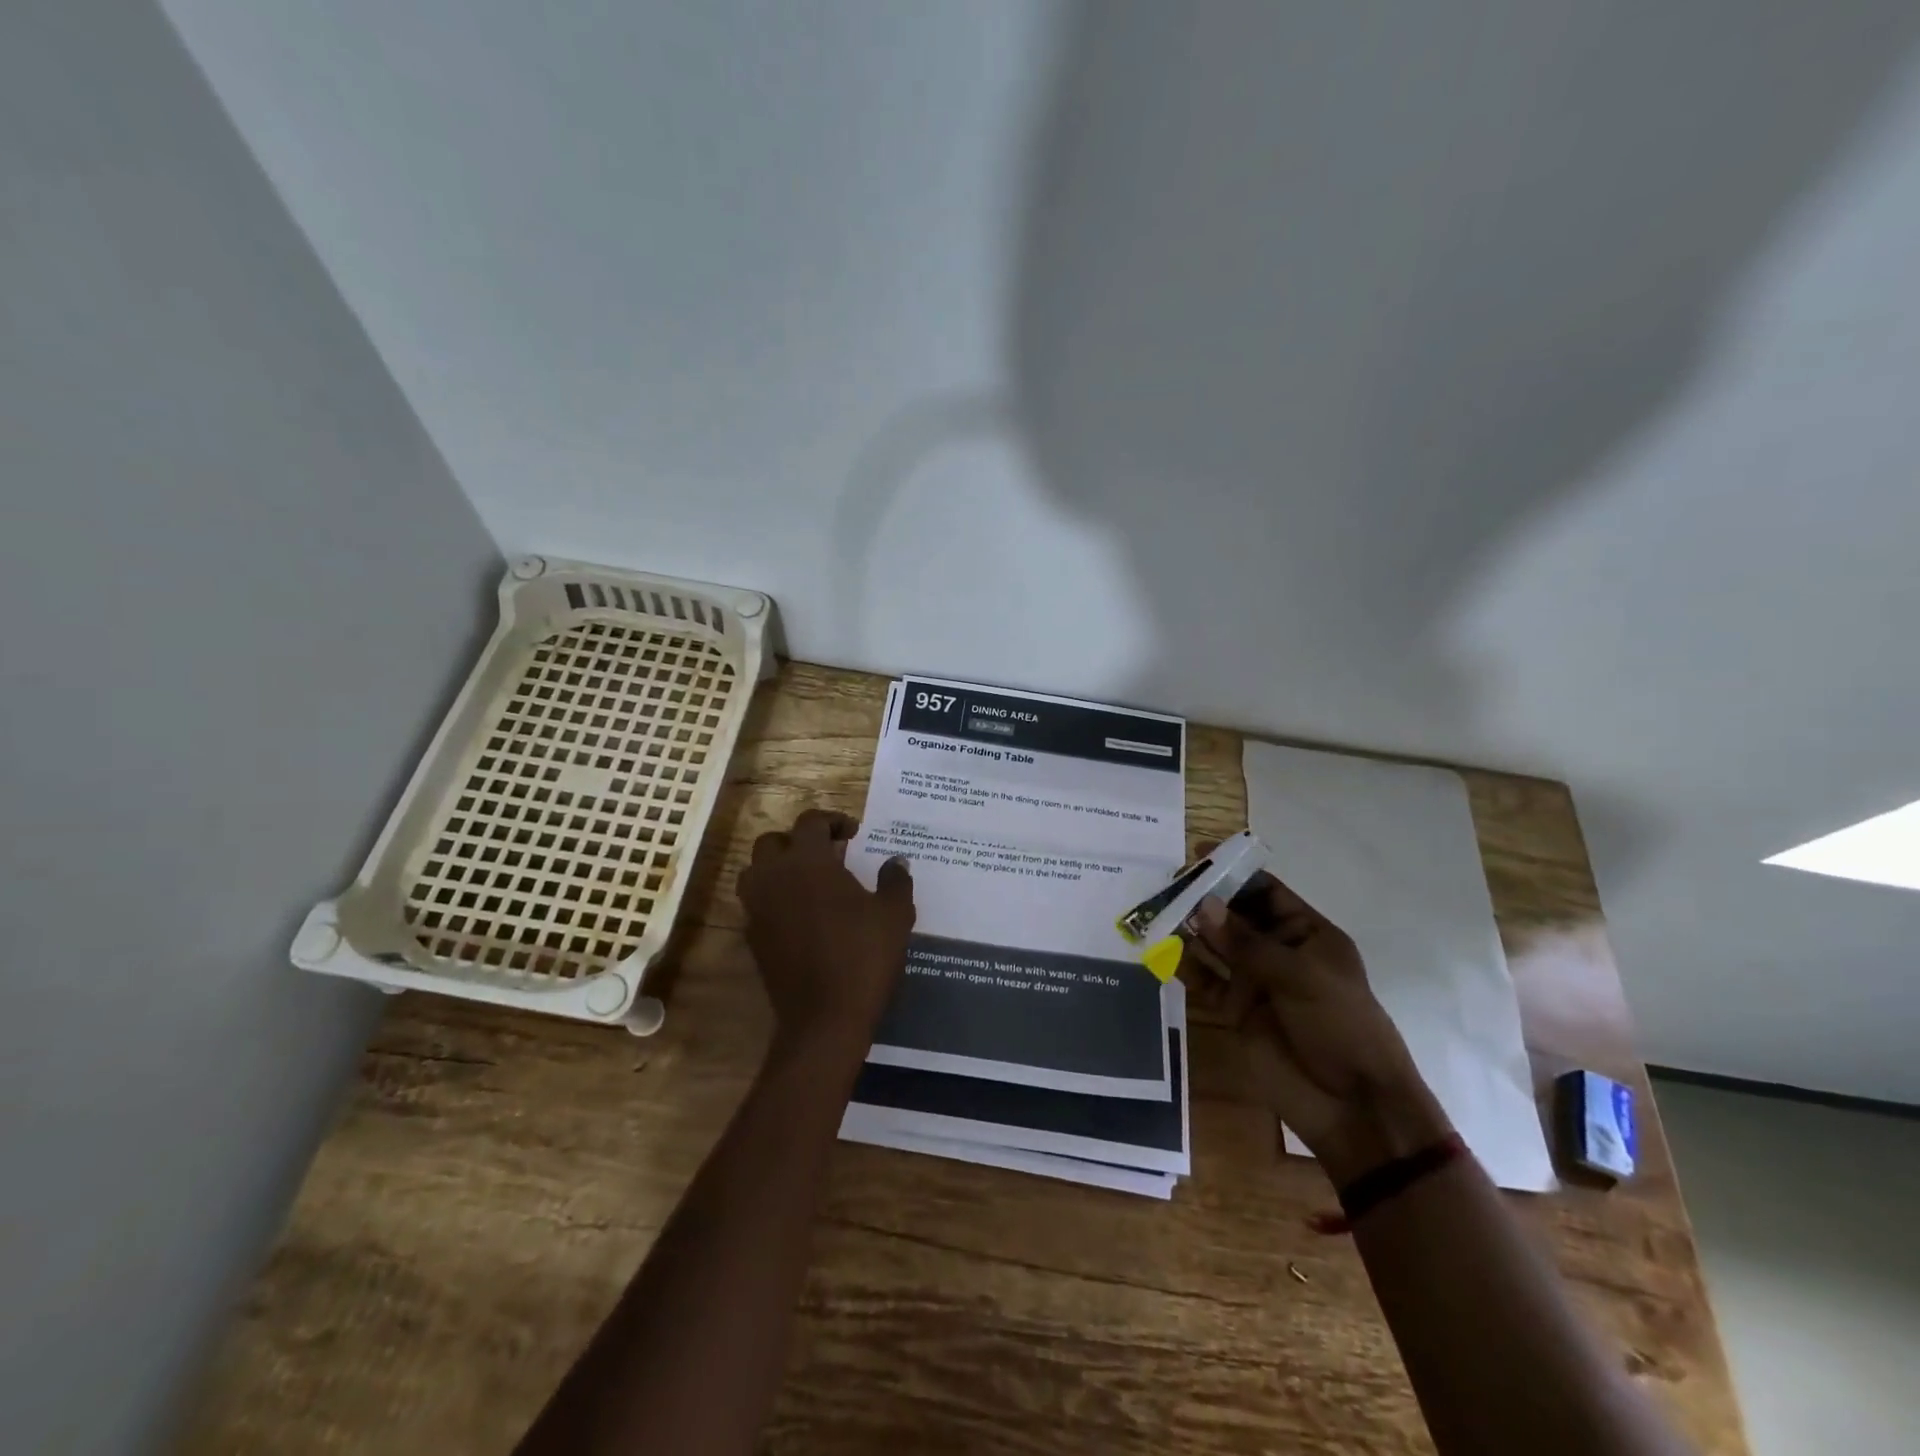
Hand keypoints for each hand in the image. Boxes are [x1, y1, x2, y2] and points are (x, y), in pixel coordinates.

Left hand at [738, 808, 915, 1067]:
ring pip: (756, 872)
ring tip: (809, 881)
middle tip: (829, 854)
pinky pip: (756, 904)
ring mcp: (757, 909)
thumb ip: (895, 880)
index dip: (832, 821)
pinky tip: (802, 915)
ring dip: (778, 868)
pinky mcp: (752, 938)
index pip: (810, 822)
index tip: (853, 834)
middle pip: (773, 842)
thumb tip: (896, 861)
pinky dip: (774, 899)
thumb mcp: (894, 914)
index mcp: (808, 862)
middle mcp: (774, 877)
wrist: (825, 1018)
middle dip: (799, 841)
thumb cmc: (863, 956)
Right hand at [1183, 869, 1451, 1184]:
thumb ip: (1247, 942)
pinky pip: (1204, 979)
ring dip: (1190, 927)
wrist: (1353, 1105)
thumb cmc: (1341, 1025)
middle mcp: (1278, 951)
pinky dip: (1184, 963)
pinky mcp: (1234, 1010)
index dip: (1235, 872)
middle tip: (1168, 880)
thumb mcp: (1300, 976)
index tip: (1199, 854)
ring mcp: (1255, 981)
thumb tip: (1202, 905)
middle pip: (1235, 915)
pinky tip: (1161, 947)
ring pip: (1216, 944)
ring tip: (1158, 907)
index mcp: (1307, 934)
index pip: (1266, 891)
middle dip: (1205, 898)